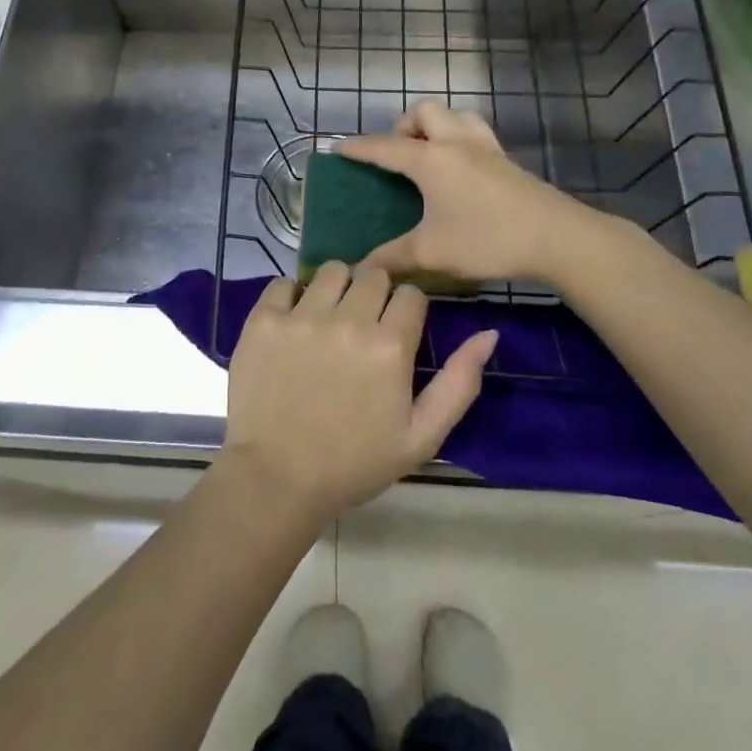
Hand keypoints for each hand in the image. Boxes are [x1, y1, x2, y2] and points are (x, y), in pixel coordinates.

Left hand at [221, 263, 497, 526]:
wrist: (276, 480)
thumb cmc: (354, 463)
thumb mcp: (421, 436)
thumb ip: (459, 382)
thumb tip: (488, 333)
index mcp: (390, 345)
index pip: (411, 294)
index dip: (408, 310)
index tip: (397, 330)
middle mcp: (348, 319)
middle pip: (372, 274)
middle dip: (375, 293)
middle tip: (363, 324)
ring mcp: (302, 316)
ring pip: (330, 270)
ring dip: (336, 288)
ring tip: (328, 318)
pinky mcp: (263, 320)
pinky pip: (283, 283)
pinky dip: (290, 296)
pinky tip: (292, 322)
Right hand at [337, 101, 611, 285]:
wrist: (556, 238)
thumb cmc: (487, 239)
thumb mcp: (432, 252)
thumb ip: (392, 258)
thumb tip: (362, 269)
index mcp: (430, 160)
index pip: (384, 147)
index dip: (359, 148)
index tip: (339, 147)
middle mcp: (455, 143)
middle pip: (423, 113)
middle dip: (402, 126)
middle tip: (397, 156)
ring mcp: (485, 147)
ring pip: (454, 115)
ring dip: (434, 126)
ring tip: (427, 155)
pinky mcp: (506, 159)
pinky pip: (474, 131)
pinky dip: (458, 138)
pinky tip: (460, 170)